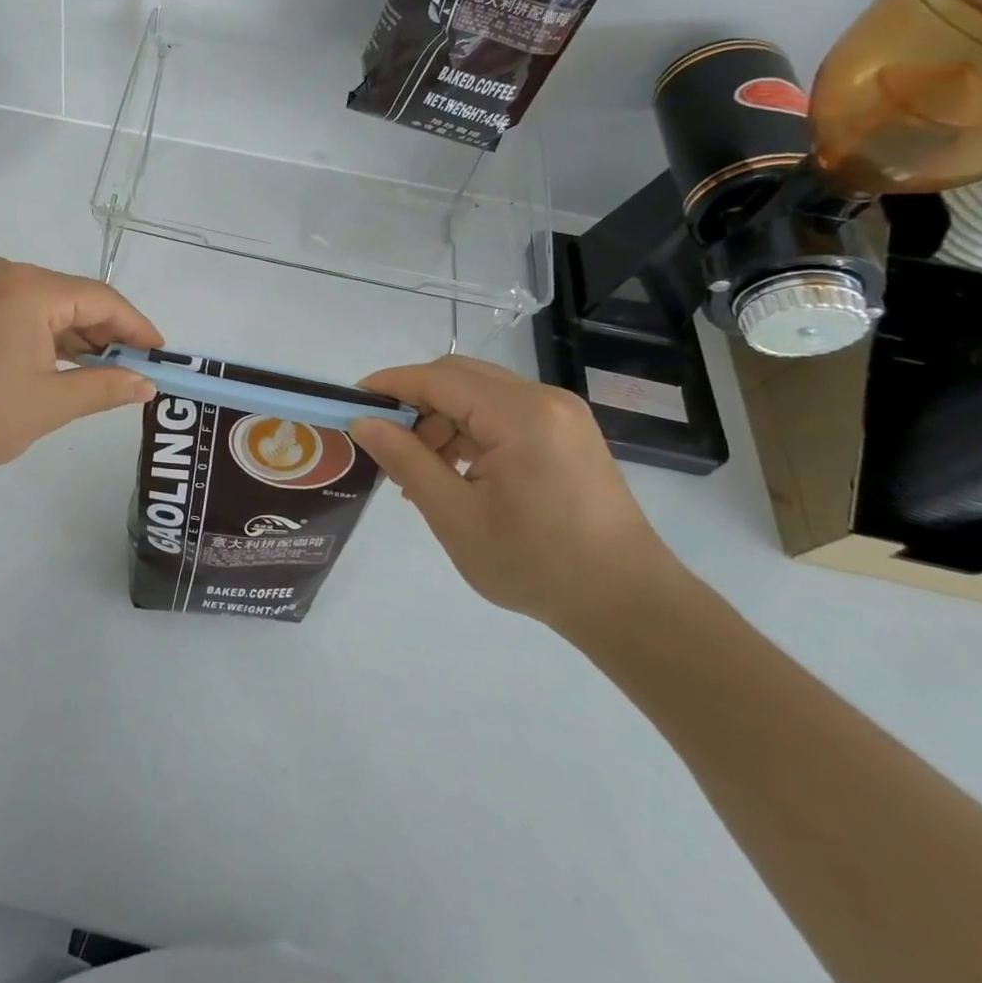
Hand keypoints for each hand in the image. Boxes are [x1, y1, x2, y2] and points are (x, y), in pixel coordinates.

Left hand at [0, 258, 163, 492]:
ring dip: (77, 339)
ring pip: (48, 308)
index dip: (136, 327)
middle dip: (107, 335)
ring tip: (106, 374)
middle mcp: (7, 275)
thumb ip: (105, 387)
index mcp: (30, 287)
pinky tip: (65, 367)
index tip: (162, 354)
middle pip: (74, 299)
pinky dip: (47, 339)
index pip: (101, 300)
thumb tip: (147, 384)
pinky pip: (22, 315)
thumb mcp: (50, 404)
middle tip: (136, 370)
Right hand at [350, 357, 677, 637]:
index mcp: (520, 415)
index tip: (350, 402)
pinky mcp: (567, 434)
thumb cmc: (537, 564)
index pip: (438, 379)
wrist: (630, 605)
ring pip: (480, 394)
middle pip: (459, 377)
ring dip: (441, 419)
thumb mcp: (456, 516)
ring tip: (419, 468)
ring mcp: (561, 415)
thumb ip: (406, 460)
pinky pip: (503, 414)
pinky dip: (469, 431)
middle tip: (383, 440)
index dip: (389, 384)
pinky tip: (455, 472)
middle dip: (414, 402)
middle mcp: (544, 400)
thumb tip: (364, 422)